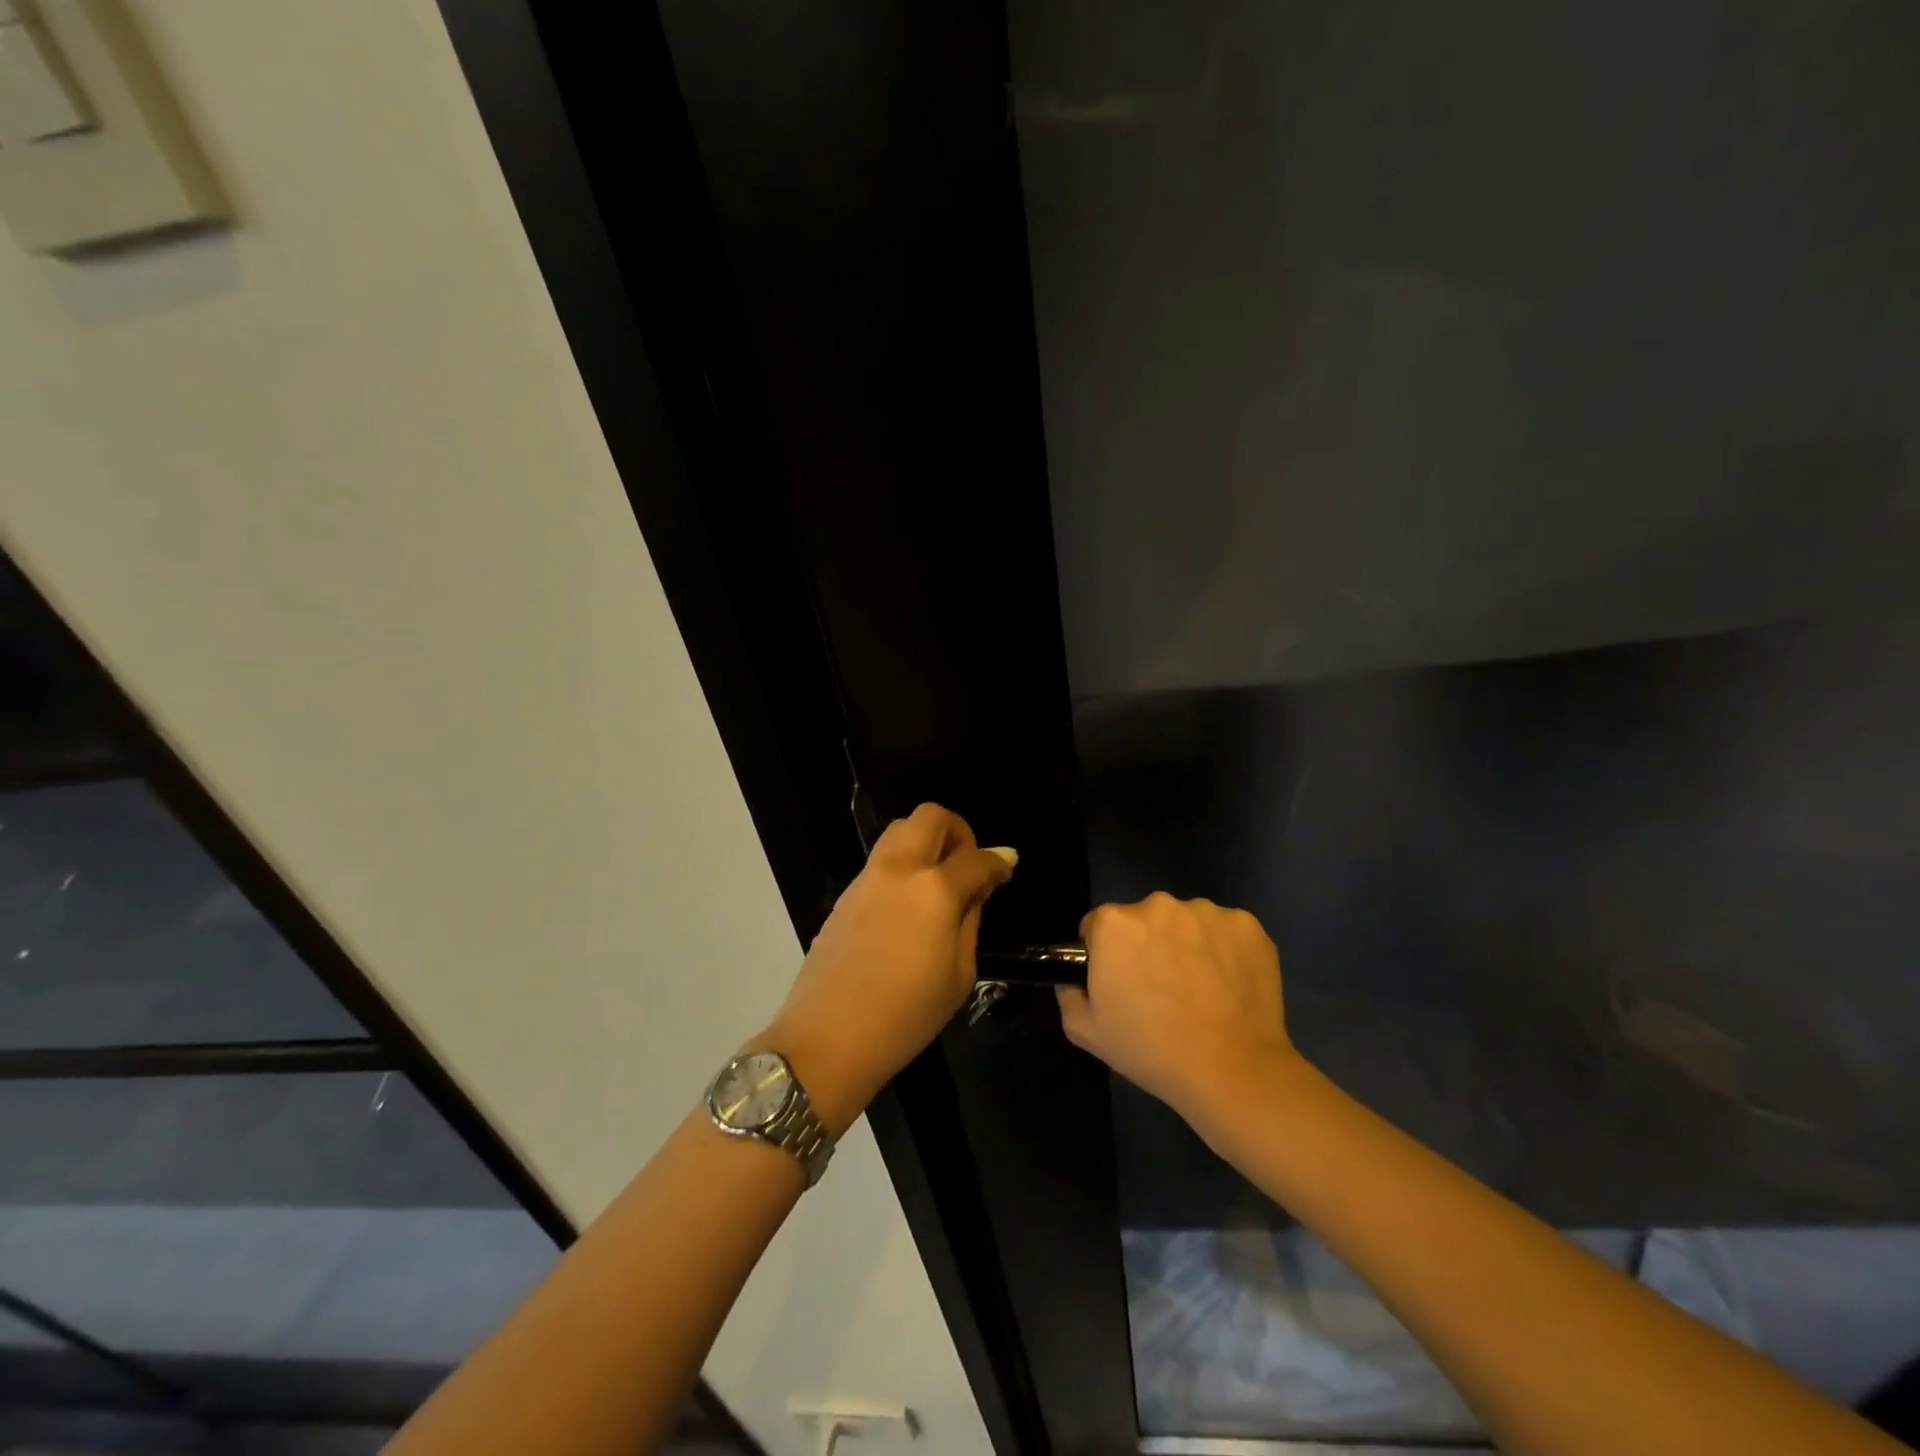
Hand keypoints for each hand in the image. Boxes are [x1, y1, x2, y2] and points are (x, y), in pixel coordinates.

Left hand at [763, 804, 1014, 1132]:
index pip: (975, 858)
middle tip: (966, 865)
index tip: (1005, 871)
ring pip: (900, 830)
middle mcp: (900, 869)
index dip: (997, 862)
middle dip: (958, 831)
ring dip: (926, 841)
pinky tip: (908, 905)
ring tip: (938, 882)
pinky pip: (881, 859)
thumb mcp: (959, 975)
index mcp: (935, 890)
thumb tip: (979, 887)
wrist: (828, 1038)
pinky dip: (903, 864)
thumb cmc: (906, 1016)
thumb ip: (971, 920)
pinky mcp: (845, 894)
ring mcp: (867, 877)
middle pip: (931, 816)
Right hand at [1056, 892, 1296, 1121]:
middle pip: (1145, 919)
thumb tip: (1075, 978)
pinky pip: (1226, 932)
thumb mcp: (1085, 1030)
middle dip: (1147, 944)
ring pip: (1187, 923)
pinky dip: (1225, 950)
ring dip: (1187, 944)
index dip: (1106, 953)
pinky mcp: (1248, 925)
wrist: (1231, 1070)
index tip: (1121, 981)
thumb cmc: (1151, 1049)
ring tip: (1200, 990)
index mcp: (1115, 923)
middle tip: (1160, 989)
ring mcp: (1208, 912)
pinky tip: (1228, 986)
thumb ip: (1068, 992)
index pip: (1100, 925)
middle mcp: (1159, 904)